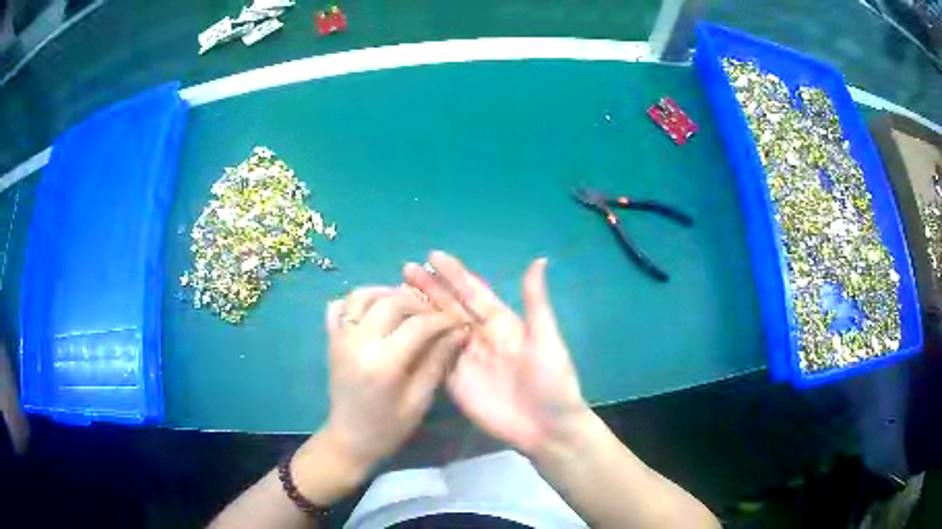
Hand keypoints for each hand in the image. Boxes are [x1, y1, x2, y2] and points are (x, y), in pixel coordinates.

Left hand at [323, 286, 467, 470]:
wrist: (348, 438)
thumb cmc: (388, 427)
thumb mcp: (419, 400)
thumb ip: (437, 361)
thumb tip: (459, 331)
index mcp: (383, 362)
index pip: (418, 325)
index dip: (442, 319)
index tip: (459, 320)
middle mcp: (358, 342)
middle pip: (392, 302)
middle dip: (419, 303)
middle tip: (435, 315)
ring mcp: (340, 337)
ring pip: (362, 295)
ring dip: (388, 294)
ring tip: (407, 306)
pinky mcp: (331, 338)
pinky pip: (339, 306)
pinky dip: (357, 301)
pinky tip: (375, 310)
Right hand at [403, 251, 590, 454]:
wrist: (546, 428)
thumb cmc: (552, 381)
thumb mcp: (546, 339)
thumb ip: (536, 301)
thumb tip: (539, 259)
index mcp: (503, 323)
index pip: (474, 293)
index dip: (455, 275)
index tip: (434, 256)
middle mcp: (481, 337)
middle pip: (451, 307)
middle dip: (430, 287)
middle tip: (406, 269)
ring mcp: (466, 359)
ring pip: (439, 329)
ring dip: (421, 310)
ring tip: (398, 292)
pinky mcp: (455, 382)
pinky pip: (434, 358)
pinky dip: (419, 343)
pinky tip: (403, 330)